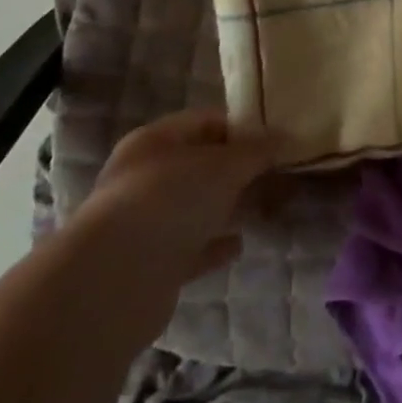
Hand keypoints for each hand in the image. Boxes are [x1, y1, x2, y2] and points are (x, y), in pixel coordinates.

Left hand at [63, 110, 273, 336]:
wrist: (117, 281)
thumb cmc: (171, 201)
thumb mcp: (224, 165)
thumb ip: (257, 151)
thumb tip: (284, 137)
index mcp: (155, 141)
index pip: (205, 121)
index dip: (242, 127)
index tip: (277, 140)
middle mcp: (144, 177)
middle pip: (200, 165)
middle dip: (239, 170)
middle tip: (280, 174)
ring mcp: (145, 223)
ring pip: (196, 207)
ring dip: (229, 207)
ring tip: (268, 207)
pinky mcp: (150, 265)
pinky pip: (191, 247)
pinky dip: (215, 244)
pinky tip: (240, 245)